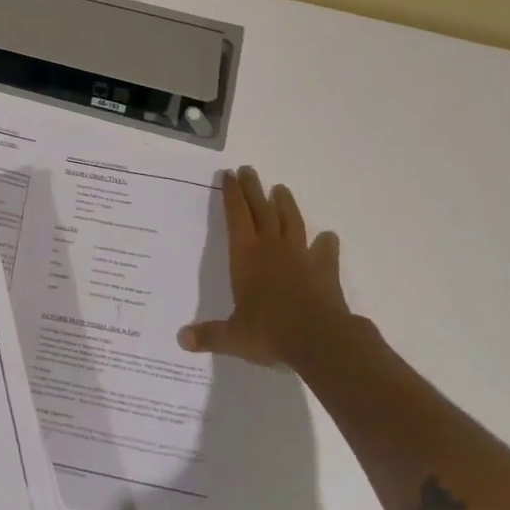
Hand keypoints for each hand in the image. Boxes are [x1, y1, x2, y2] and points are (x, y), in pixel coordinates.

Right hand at [178, 166, 350, 367]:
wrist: (320, 340)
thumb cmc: (270, 332)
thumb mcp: (234, 337)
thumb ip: (209, 335)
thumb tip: (181, 340)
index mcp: (245, 255)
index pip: (236, 215)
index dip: (231, 194)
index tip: (229, 174)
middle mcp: (271, 247)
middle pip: (261, 209)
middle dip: (253, 188)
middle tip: (248, 170)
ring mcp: (300, 256)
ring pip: (291, 221)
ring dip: (285, 204)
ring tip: (281, 189)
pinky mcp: (324, 269)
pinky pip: (325, 250)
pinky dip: (325, 242)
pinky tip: (327, 237)